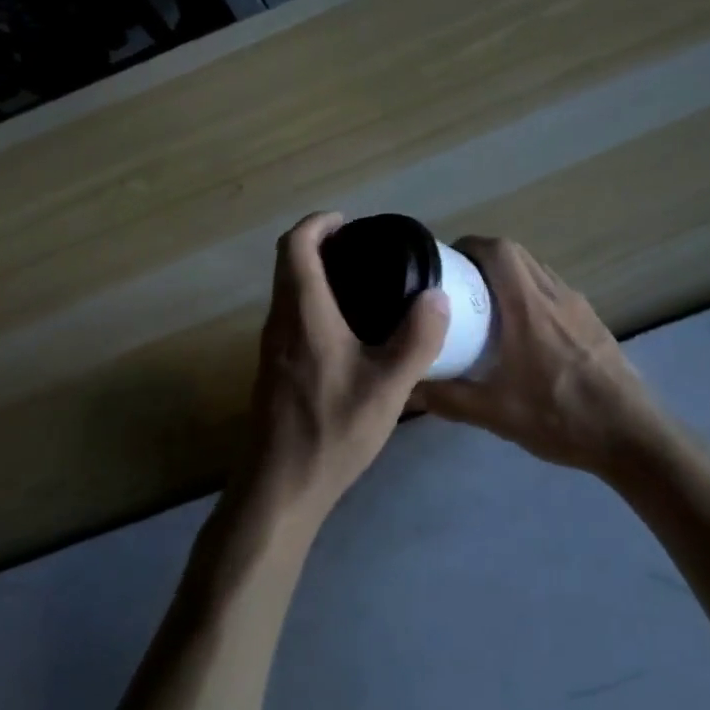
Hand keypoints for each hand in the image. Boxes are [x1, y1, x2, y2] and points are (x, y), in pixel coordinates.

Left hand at [241, 213, 449, 527]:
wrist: (279, 488)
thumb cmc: (331, 431)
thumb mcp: (387, 388)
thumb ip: (416, 340)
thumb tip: (437, 297)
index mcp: (303, 313)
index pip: (295, 246)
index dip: (318, 223)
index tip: (348, 221)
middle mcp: (280, 321)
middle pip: (287, 263)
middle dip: (319, 244)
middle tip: (364, 250)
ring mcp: (272, 346)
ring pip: (287, 290)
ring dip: (314, 273)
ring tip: (362, 283)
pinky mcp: (274, 368)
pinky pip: (290, 315)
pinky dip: (313, 301)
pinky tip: (348, 329)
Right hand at [421, 237, 665, 477]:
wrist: (632, 436)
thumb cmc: (561, 417)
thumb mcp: (496, 414)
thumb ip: (449, 399)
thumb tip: (410, 388)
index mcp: (529, 307)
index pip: (499, 250)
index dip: (470, 246)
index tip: (447, 262)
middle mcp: (555, 295)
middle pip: (517, 254)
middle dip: (485, 258)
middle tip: (461, 283)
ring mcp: (579, 306)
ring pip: (538, 270)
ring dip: (510, 274)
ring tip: (487, 304)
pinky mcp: (593, 321)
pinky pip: (555, 290)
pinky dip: (532, 292)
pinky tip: (523, 330)